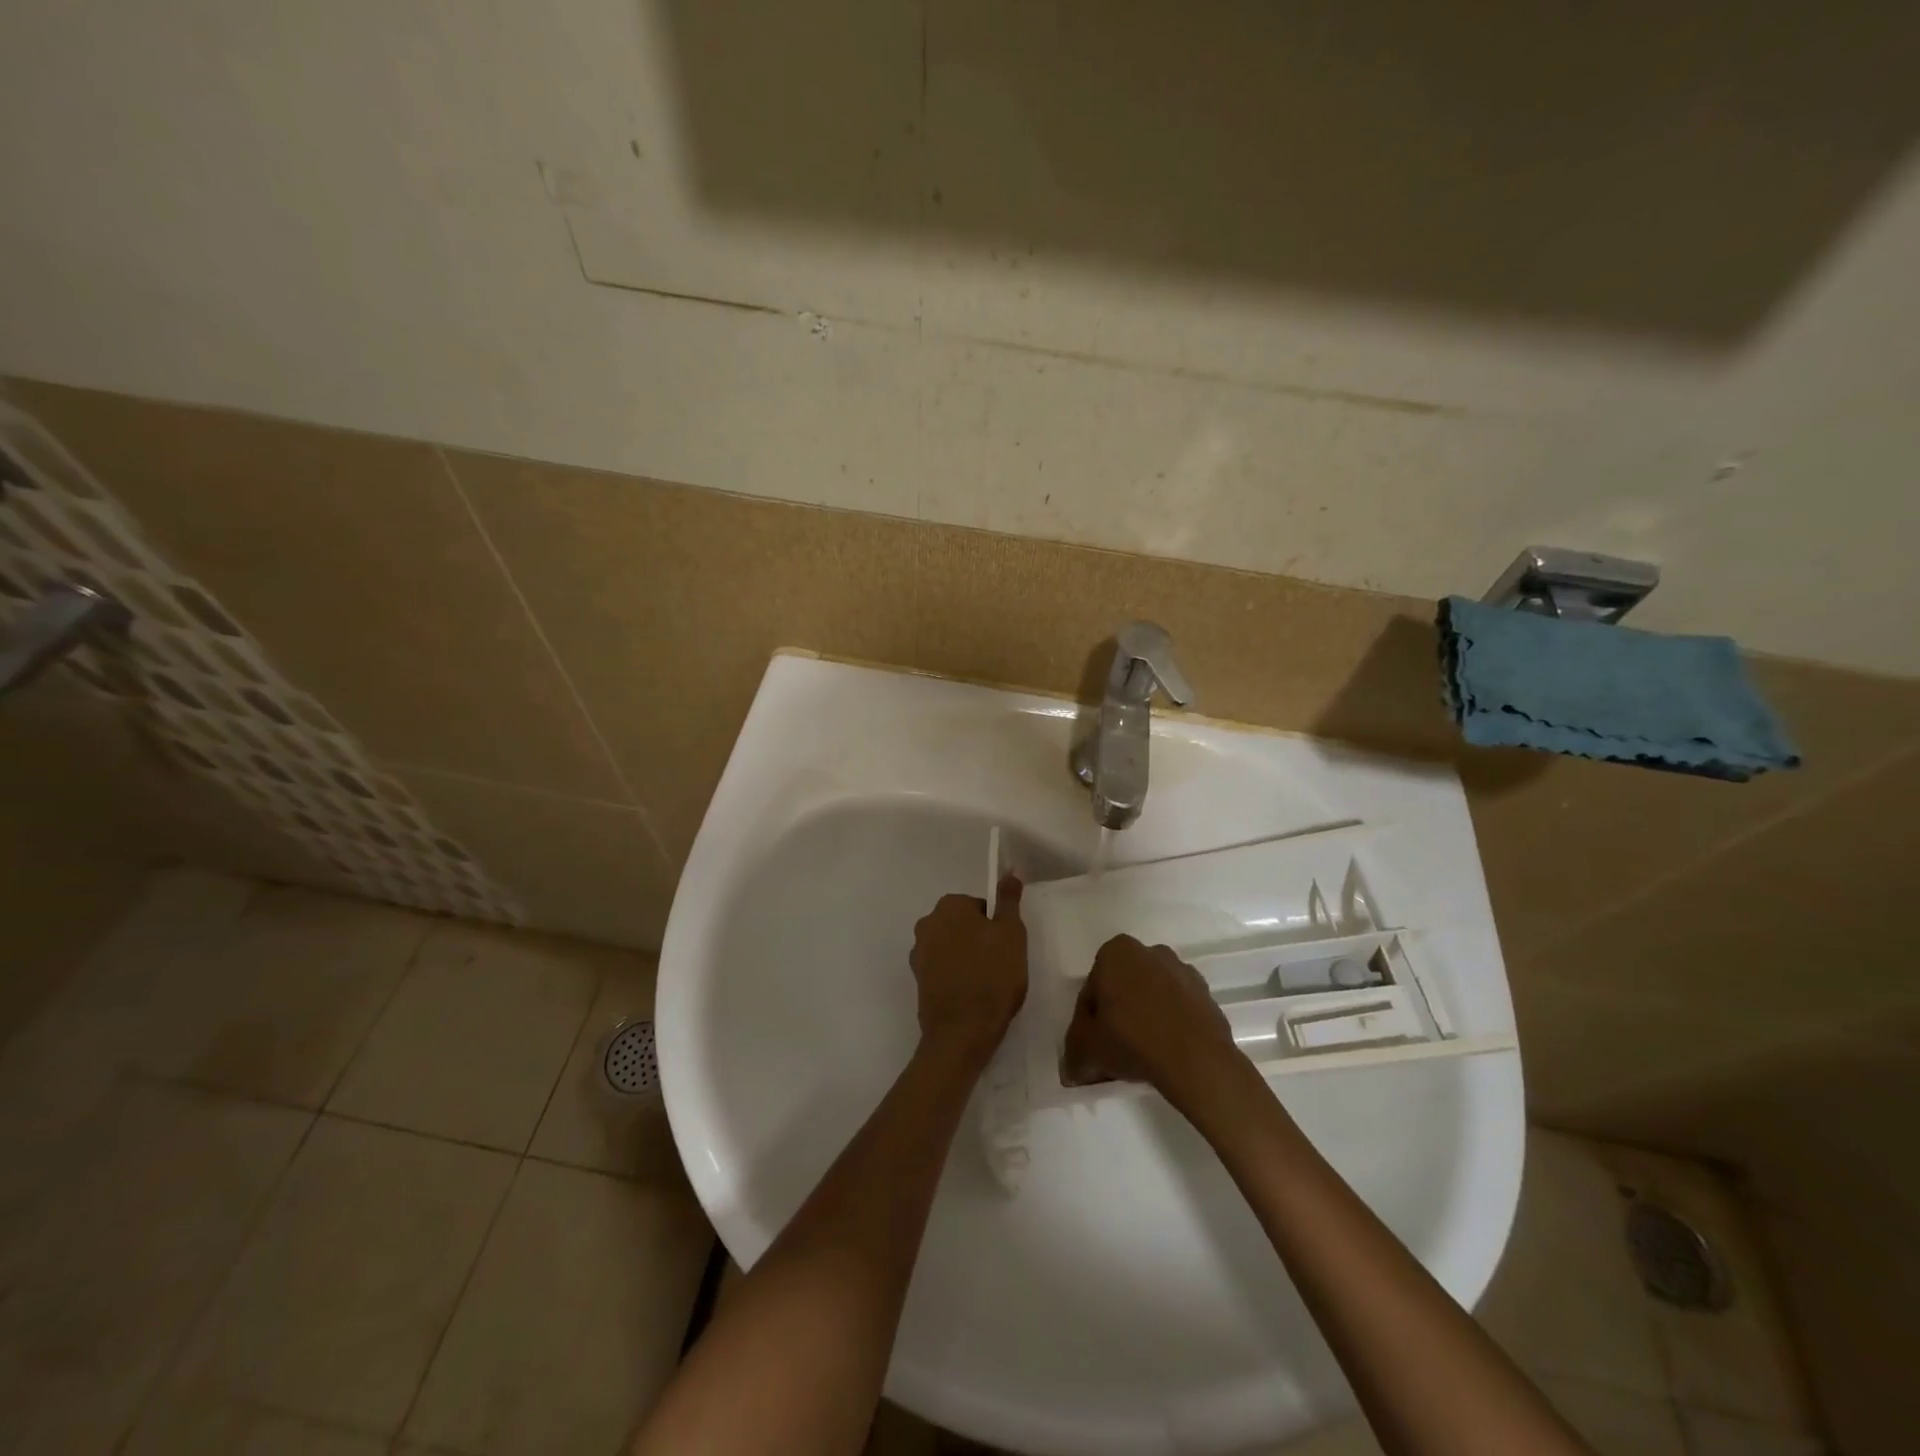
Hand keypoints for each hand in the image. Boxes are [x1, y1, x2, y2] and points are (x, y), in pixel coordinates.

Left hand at [909, 875, 1027, 1055]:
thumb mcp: (1011, 933)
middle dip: (980, 940)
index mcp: (949, 906)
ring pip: (952, 946)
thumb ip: (1008, 900)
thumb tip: (1009, 872)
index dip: (997, 926)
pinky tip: (971, 994)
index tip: (1007, 947)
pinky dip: (955, 976)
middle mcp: (927, 923)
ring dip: (967, 957)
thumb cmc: (992, 976)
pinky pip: (943, 968)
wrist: (961, 1032)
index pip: (980, 906)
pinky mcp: (918, 979)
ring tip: (987, 982)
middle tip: (1001, 964)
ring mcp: (918, 953)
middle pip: (963, 924)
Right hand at [1062, 935, 1236, 1097]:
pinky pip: (1178, 1009)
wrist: (1197, 1060)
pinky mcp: (1207, 995)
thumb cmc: (1132, 1040)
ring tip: (1141, 1055)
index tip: (1091, 1045)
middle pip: (1123, 988)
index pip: (1092, 989)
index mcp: (1115, 952)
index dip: (1087, 1020)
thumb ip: (1074, 1054)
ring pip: (1152, 996)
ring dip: (1145, 1018)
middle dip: (1117, 1014)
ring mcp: (1182, 971)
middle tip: (1113, 1049)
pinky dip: (1170, 1025)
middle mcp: (1150, 952)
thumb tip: (1071, 1070)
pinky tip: (1166, 1053)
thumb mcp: (1087, 1050)